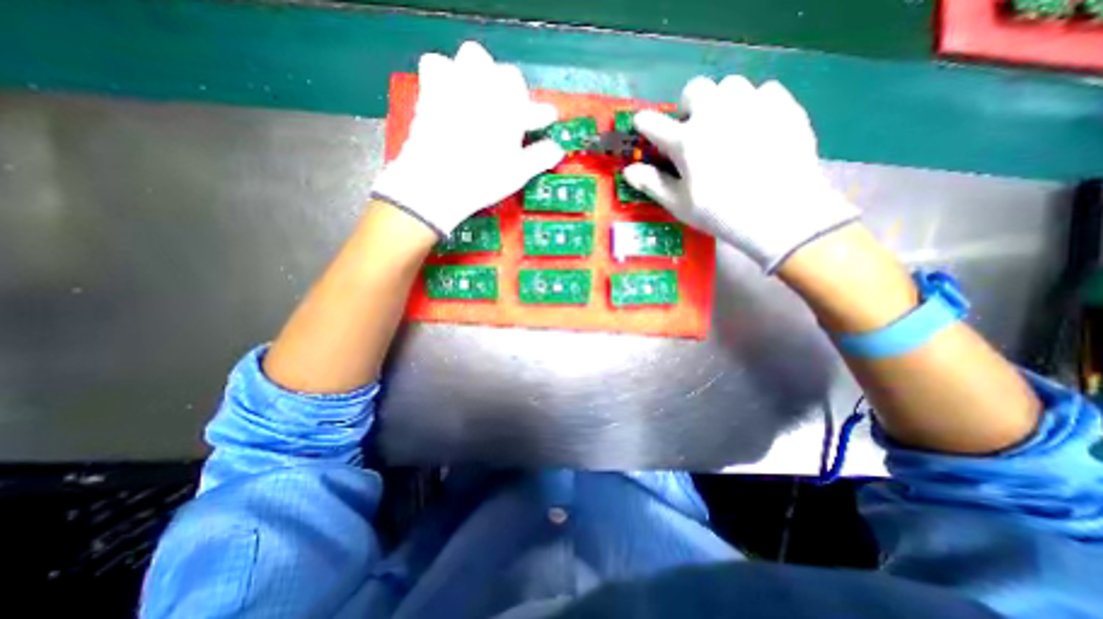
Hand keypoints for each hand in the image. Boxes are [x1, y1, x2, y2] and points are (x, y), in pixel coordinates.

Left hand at [372, 40, 563, 236]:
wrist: (437, 181)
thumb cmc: (484, 179)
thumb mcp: (518, 172)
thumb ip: (540, 156)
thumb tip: (557, 150)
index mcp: (512, 108)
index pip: (534, 105)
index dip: (541, 114)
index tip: (546, 120)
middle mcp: (487, 88)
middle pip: (506, 74)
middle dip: (512, 92)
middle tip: (511, 113)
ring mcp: (457, 84)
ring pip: (473, 58)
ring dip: (481, 74)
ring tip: (481, 97)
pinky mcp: (431, 90)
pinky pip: (437, 65)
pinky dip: (446, 75)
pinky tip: (450, 94)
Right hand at [623, 74, 855, 272]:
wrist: (781, 214)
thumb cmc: (721, 214)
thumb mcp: (680, 204)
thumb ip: (652, 183)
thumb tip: (628, 171)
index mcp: (686, 141)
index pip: (653, 123)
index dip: (644, 123)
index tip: (643, 126)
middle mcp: (714, 114)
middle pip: (694, 90)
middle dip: (687, 106)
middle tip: (693, 128)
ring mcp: (750, 105)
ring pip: (729, 86)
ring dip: (721, 102)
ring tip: (726, 126)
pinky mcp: (782, 106)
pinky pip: (763, 92)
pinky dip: (754, 105)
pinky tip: (756, 128)